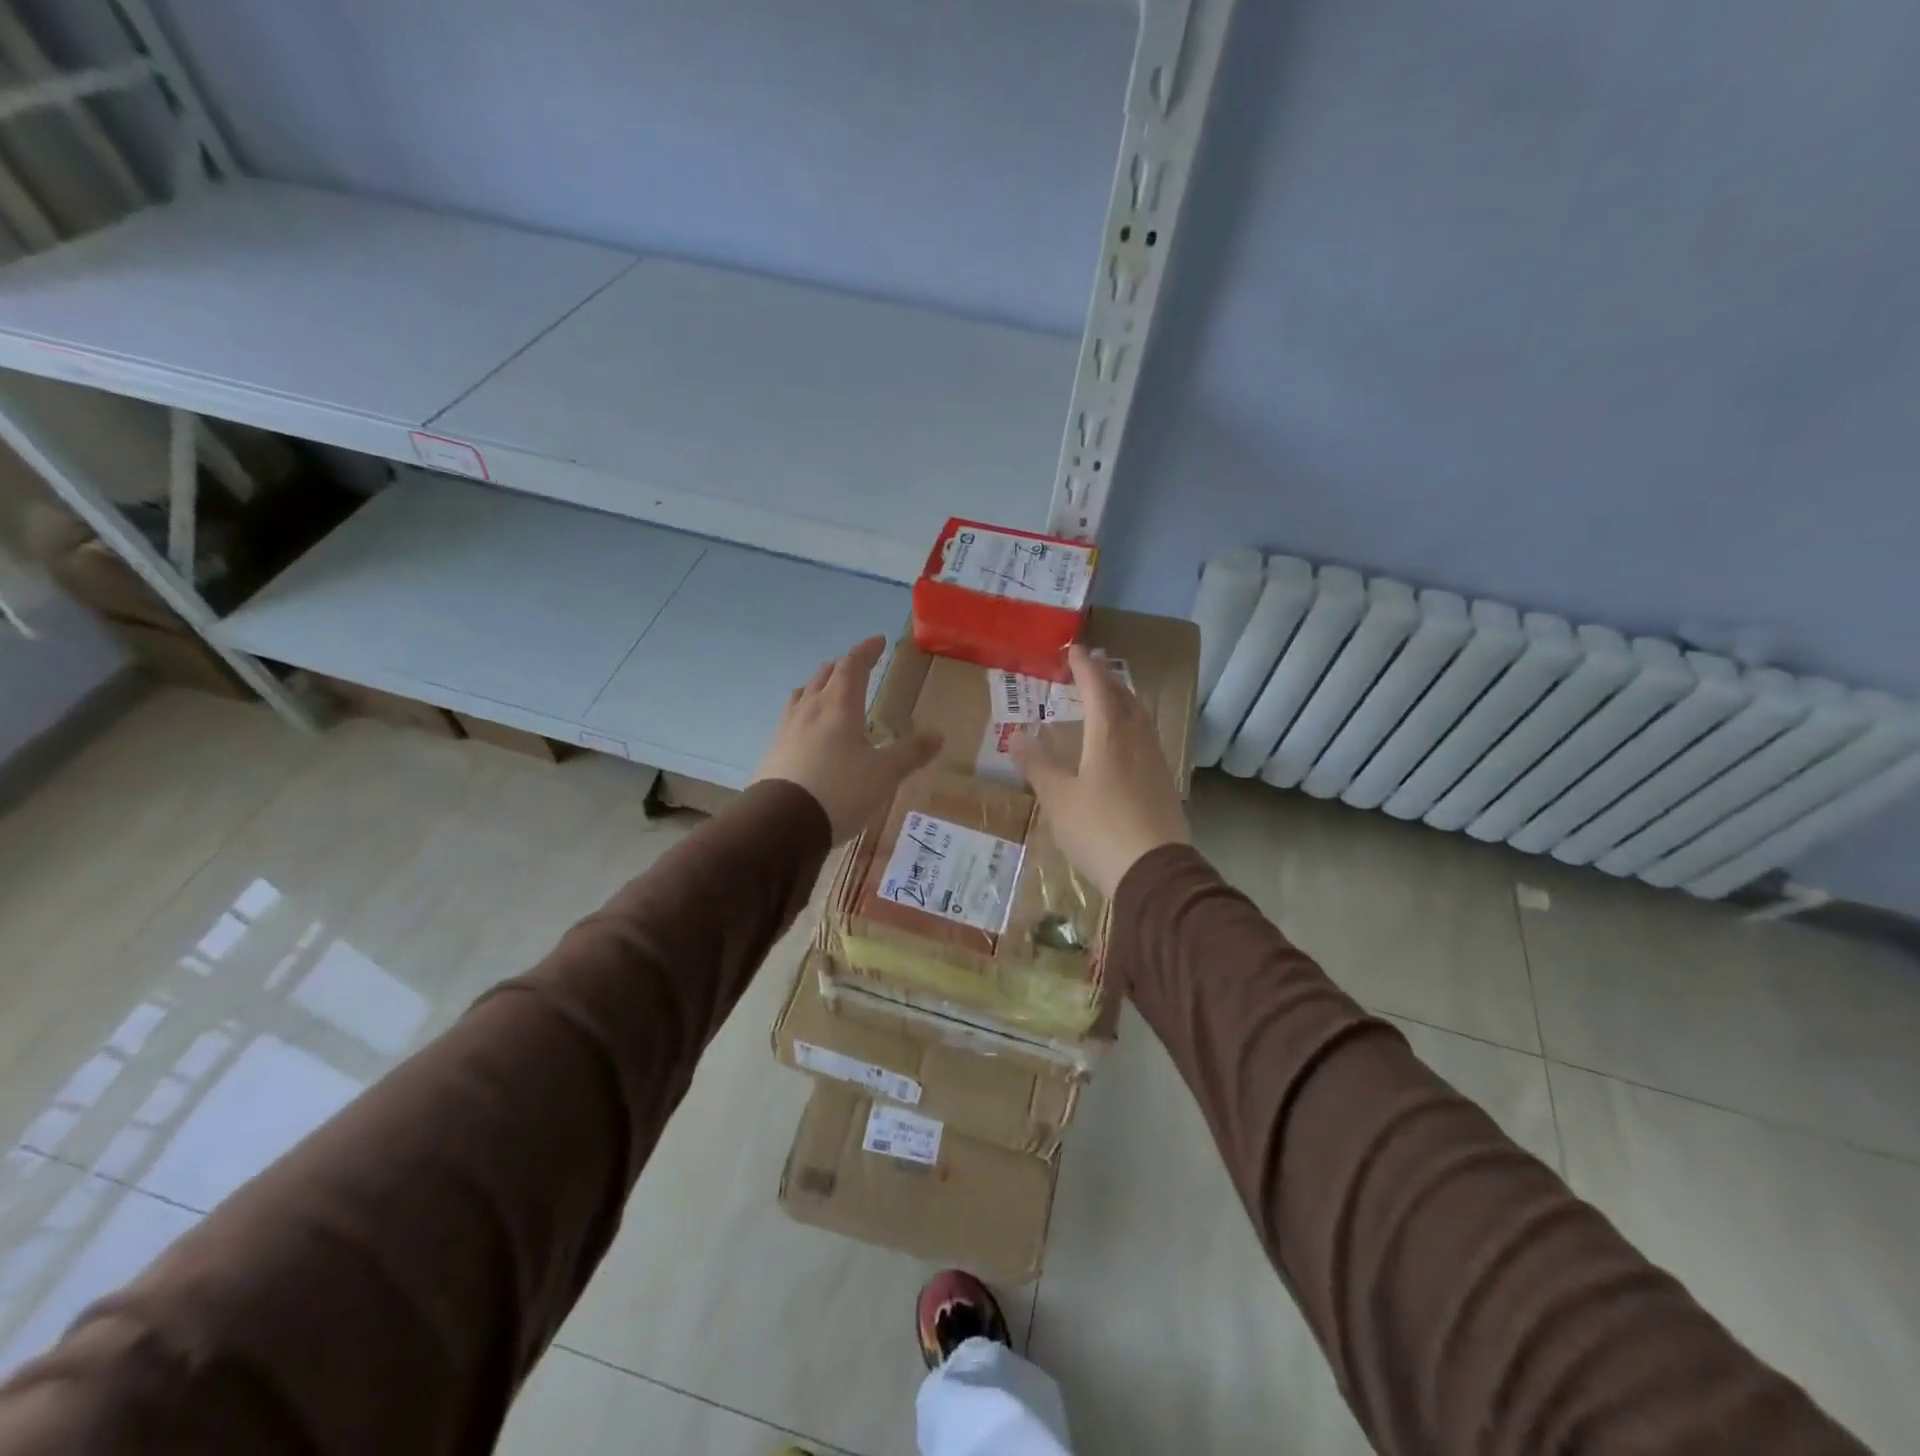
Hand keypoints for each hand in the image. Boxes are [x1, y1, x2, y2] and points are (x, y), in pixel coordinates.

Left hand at [753, 636, 940, 841]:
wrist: (781, 823)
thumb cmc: (840, 791)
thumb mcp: (884, 774)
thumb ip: (910, 753)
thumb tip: (938, 736)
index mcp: (840, 705)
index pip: (853, 665)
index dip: (866, 651)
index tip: (878, 641)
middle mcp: (811, 708)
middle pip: (825, 675)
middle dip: (843, 666)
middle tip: (857, 666)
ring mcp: (787, 728)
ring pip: (804, 694)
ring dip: (819, 685)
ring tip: (829, 691)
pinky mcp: (774, 750)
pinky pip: (792, 717)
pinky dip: (806, 711)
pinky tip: (809, 730)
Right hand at [1013, 645, 1189, 895]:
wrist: (1154, 872)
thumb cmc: (1099, 830)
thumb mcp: (1058, 799)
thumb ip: (1037, 765)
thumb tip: (1016, 736)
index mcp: (1109, 736)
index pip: (1098, 688)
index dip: (1085, 667)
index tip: (1074, 650)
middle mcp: (1137, 740)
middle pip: (1124, 697)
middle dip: (1107, 677)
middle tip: (1092, 664)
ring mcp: (1155, 761)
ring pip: (1139, 717)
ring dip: (1123, 698)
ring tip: (1110, 693)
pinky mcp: (1163, 783)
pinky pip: (1146, 737)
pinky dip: (1131, 723)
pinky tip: (1126, 739)